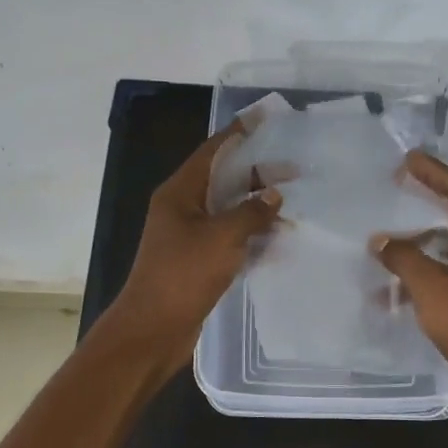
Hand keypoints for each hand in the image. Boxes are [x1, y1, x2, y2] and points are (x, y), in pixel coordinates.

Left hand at [108, 123, 281, 370]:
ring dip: (257, 205)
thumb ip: (251, 212)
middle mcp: (183, 208)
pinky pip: (229, 236)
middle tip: (294, 169)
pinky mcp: (198, 259)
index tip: (264, 118)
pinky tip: (278, 236)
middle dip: (256, 173)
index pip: (212, 151)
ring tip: (292, 202)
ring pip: (228, 209)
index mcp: (180, 193)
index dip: (238, 133)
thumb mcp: (221, 238)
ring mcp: (190, 235)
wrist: (153, 330)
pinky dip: (252, 233)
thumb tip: (273, 193)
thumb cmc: (183, 275)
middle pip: (223, 179)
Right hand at [371, 151, 447, 405]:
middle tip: (403, 185)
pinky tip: (406, 281)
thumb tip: (380, 240)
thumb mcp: (431, 286)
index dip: (435, 172)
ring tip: (397, 233)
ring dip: (428, 237)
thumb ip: (403, 257)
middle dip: (432, 198)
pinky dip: (433, 267)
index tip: (409, 160)